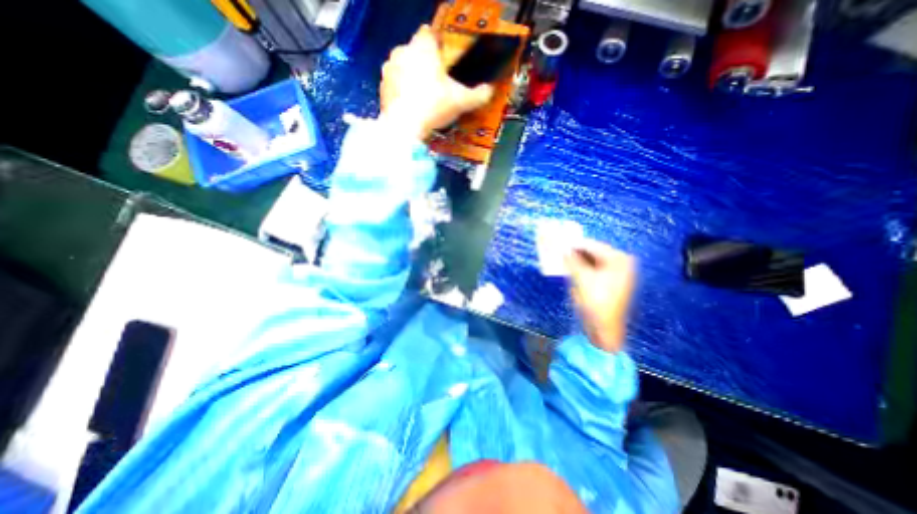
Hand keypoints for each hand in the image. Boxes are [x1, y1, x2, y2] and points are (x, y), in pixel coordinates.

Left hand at [380, 23, 494, 138]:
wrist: (404, 128)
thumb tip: (489, 91)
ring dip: (412, 77)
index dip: (439, 45)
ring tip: (423, 97)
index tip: (445, 61)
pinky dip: (402, 91)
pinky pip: (395, 84)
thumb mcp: (461, 101)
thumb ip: (478, 95)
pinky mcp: (382, 87)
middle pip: (416, 51)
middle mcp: (402, 51)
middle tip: (437, 84)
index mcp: (422, 47)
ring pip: (403, 67)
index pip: (430, 33)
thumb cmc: (434, 106)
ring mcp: (389, 69)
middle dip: (426, 64)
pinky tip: (411, 106)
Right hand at [564, 240, 634, 353]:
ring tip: (562, 258)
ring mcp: (618, 273)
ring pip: (593, 261)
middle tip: (559, 250)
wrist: (605, 330)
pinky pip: (595, 269)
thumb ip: (571, 260)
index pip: (592, 245)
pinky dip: (583, 268)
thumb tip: (562, 248)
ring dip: (578, 259)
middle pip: (594, 252)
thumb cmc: (595, 302)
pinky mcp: (612, 282)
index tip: (558, 241)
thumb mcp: (580, 278)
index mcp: (619, 259)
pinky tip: (571, 268)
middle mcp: (622, 263)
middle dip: (575, 251)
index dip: (574, 244)